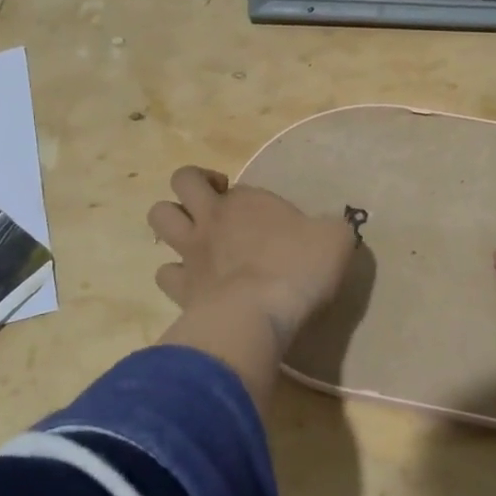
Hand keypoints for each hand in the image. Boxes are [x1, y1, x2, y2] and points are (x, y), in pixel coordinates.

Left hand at [148, 166, 357, 346]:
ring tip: (194, 236)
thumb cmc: (298, 268)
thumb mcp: (335, 239)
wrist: (257, 315)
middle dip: (195, 184)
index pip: (238, 186)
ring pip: (159, 216)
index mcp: (247, 200)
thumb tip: (330, 228)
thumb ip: (331, 227)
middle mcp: (212, 218)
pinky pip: (164, 273)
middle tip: (216, 202)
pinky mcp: (181, 288)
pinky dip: (175, 275)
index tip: (267, 218)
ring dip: (173, 220)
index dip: (248, 197)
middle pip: (183, 180)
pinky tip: (193, 284)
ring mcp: (191, 252)